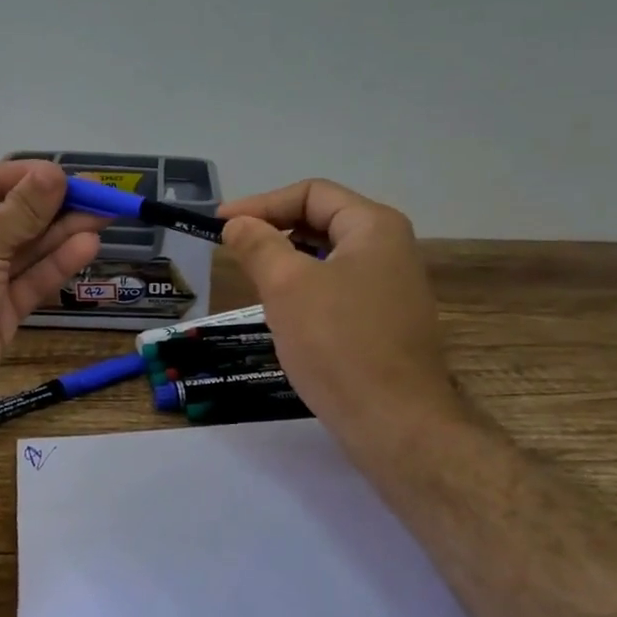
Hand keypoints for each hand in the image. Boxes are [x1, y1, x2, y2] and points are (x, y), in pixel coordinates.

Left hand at [0, 160, 104, 431]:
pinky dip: (57, 264)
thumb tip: (54, 172)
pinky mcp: (0, 313)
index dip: (14, 174)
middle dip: (50, 204)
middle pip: (8, 214)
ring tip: (104, 216)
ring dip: (62, 231)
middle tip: (96, 194)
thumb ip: (22, 209)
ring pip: (25, 249)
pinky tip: (88, 247)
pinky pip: (31, 281)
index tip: (53, 177)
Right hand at [219, 179, 461, 450]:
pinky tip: (285, 316)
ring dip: (288, 264)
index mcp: (374, 226)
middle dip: (274, 232)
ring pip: (328, 259)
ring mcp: (392, 288)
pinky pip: (338, 290)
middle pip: (322, 222)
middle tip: (234, 251)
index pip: (311, 193)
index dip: (262, 203)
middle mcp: (390, 249)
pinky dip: (306, 291)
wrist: (394, 422)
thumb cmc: (338, 343)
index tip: (221, 224)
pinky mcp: (386, 322)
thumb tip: (237, 223)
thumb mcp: (287, 285)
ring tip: (254, 282)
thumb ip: (258, 245)